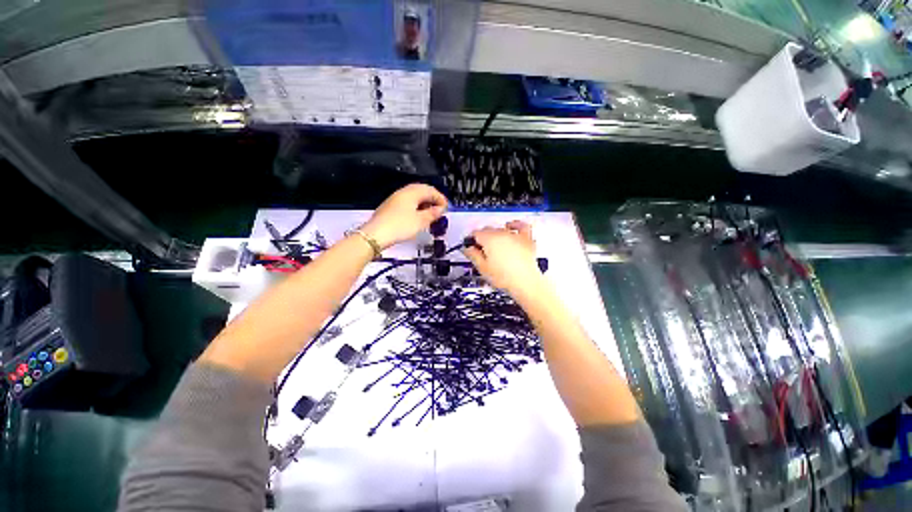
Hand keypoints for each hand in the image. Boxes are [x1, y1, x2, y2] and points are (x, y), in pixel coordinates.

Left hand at [362, 184, 447, 249]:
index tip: (446, 208)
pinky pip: (407, 203)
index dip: (440, 198)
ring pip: (414, 197)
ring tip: (431, 214)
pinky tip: (418, 217)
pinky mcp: (390, 207)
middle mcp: (403, 192)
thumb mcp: (420, 221)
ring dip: (424, 203)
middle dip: (432, 199)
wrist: (376, 234)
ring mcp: (395, 199)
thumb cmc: (400, 226)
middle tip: (440, 210)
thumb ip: (432, 214)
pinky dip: (416, 207)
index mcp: (412, 192)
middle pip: (422, 191)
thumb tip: (440, 209)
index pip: (430, 190)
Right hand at [463, 220, 544, 297]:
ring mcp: (515, 236)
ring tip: (493, 246)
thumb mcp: (482, 268)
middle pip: (487, 230)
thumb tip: (467, 249)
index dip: (470, 240)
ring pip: (500, 228)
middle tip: (480, 251)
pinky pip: (521, 226)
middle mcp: (502, 234)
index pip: (475, 233)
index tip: (469, 246)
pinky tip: (510, 226)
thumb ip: (472, 256)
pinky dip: (515, 225)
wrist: (525, 284)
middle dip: (482, 239)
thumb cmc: (505, 278)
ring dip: (494, 234)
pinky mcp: (526, 239)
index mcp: (489, 240)